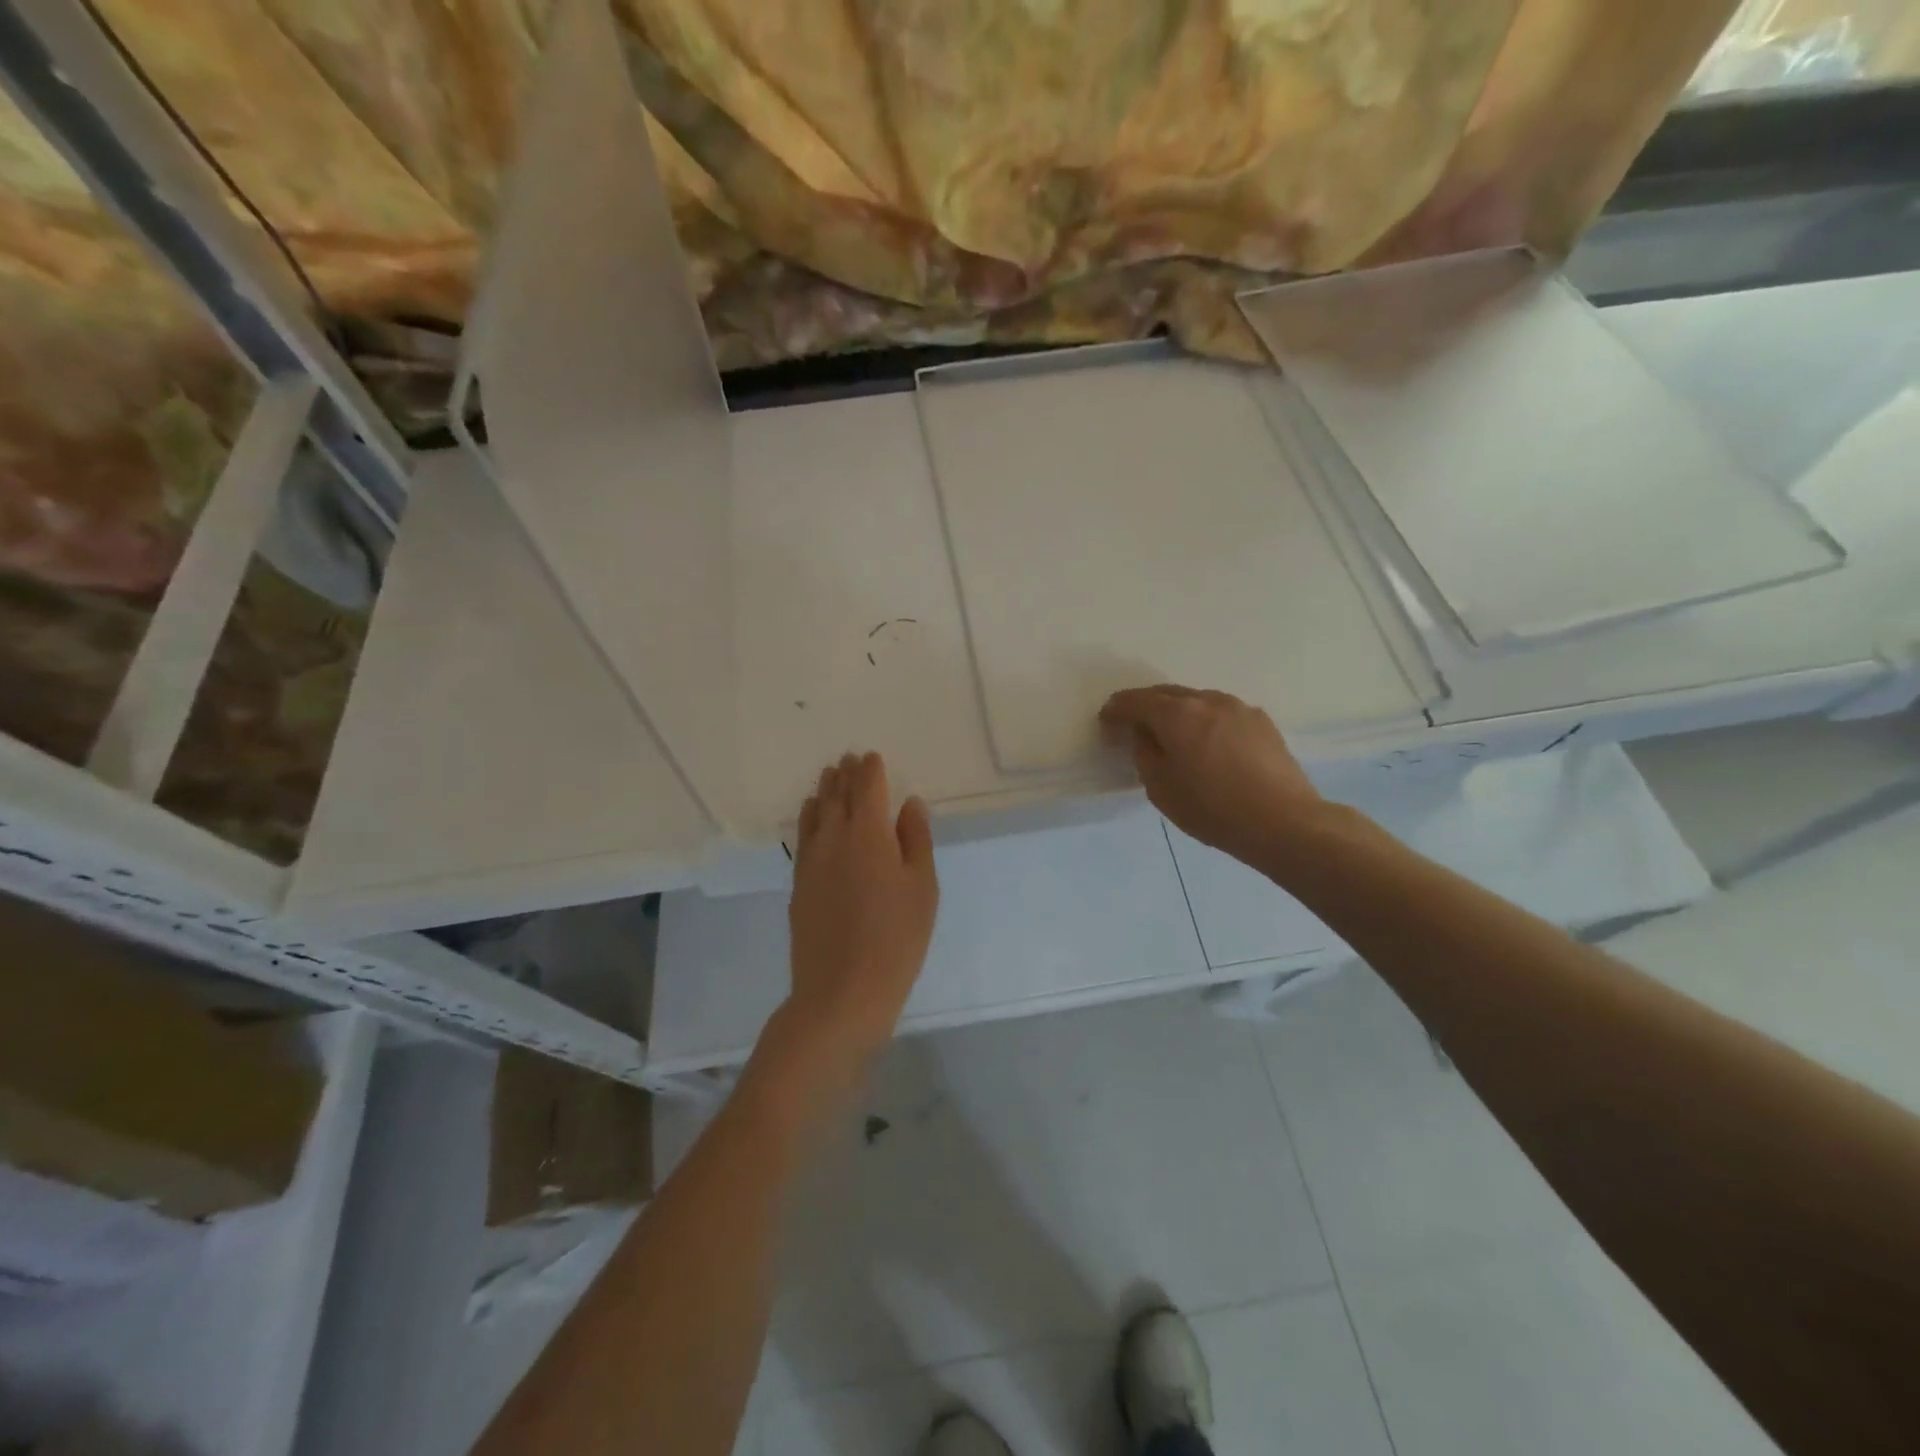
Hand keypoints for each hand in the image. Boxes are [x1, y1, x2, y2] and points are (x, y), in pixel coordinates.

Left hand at [778, 752, 938, 1081]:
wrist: (842, 990)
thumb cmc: (896, 938)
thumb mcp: (922, 887)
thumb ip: (915, 839)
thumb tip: (909, 803)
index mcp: (869, 834)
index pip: (867, 789)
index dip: (871, 770)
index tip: (871, 756)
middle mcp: (835, 838)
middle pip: (838, 797)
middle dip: (845, 775)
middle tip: (847, 758)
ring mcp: (812, 861)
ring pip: (816, 813)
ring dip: (824, 791)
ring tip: (828, 776)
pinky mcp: (799, 883)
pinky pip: (804, 836)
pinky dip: (808, 817)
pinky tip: (811, 815)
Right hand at [1101, 685, 1323, 867]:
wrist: (1283, 822)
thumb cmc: (1212, 809)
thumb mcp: (1160, 788)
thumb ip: (1145, 753)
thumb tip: (1145, 734)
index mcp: (1177, 714)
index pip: (1136, 701)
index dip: (1116, 709)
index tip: (1106, 719)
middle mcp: (1207, 700)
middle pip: (1167, 693)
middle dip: (1145, 704)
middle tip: (1132, 722)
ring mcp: (1238, 708)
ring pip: (1197, 700)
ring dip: (1178, 711)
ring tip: (1171, 733)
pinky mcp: (1262, 722)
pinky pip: (1222, 713)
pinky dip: (1205, 721)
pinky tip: (1207, 743)